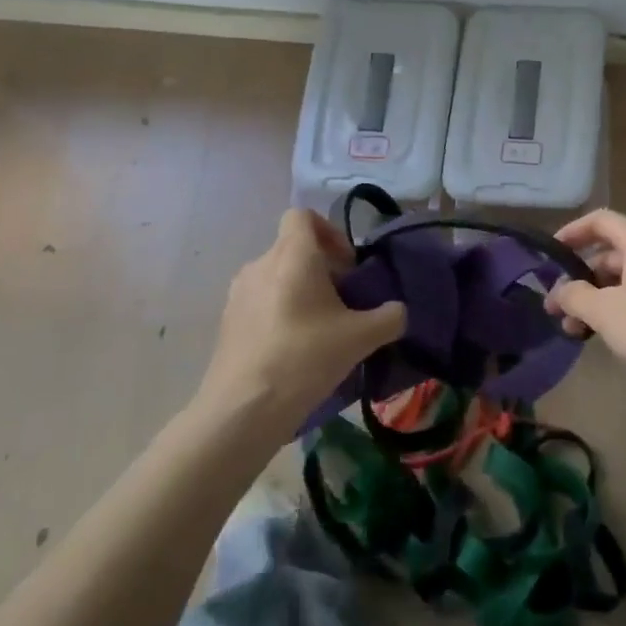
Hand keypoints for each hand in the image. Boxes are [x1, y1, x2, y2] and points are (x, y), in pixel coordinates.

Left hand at [200, 209, 405, 433]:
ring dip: (302, 291)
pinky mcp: (227, 322)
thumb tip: (398, 311)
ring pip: (278, 276)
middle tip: (344, 303)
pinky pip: (261, 302)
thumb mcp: (361, 338)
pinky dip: (281, 312)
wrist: (243, 410)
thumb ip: (389, 317)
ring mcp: (239, 294)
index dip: (330, 231)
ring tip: (321, 328)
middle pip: (294, 248)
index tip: (347, 265)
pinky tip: (295, 349)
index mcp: (292, 255)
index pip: (303, 215)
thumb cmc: (304, 358)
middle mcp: (260, 264)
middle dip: (322, 268)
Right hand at [546, 209, 625, 381]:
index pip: (600, 221)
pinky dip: (618, 307)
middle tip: (557, 306)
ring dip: (596, 298)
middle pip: (610, 252)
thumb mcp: (603, 310)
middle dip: (580, 278)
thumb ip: (573, 295)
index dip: (571, 233)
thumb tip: (559, 292)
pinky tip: (603, 334)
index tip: (550, 256)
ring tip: (574, 329)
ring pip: (624, 277)